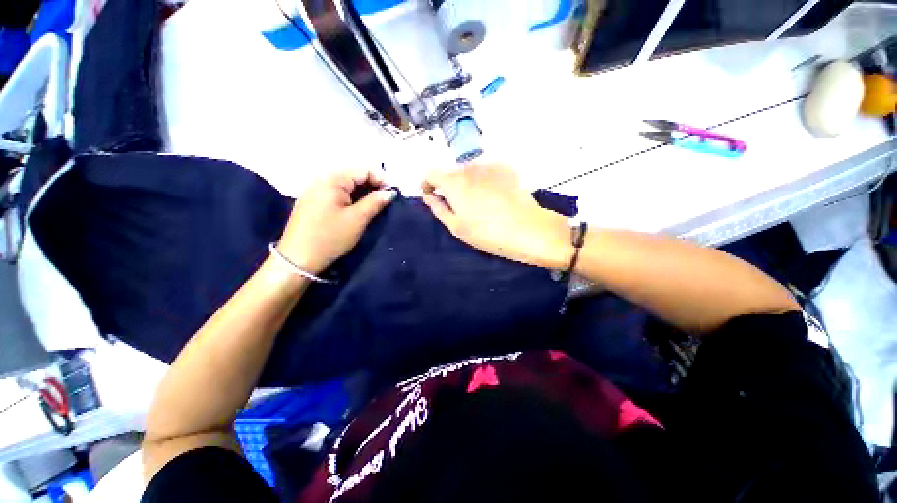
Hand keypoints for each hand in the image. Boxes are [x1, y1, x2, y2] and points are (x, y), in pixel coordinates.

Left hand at [277, 169, 395, 274]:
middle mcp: (321, 180)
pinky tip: (357, 208)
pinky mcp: (312, 202)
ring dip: (362, 192)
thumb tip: (390, 192)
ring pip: (345, 185)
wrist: (298, 259)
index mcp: (332, 180)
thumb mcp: (357, 219)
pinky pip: (336, 193)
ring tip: (375, 204)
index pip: (362, 170)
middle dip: (372, 185)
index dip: (381, 178)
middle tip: (386, 200)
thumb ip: (375, 202)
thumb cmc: (330, 237)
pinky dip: (351, 198)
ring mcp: (314, 191)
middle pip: (353, 176)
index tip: (394, 193)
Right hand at [421, 164, 570, 268]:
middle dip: (449, 186)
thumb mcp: (456, 227)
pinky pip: (486, 171)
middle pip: (451, 172)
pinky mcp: (506, 168)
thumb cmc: (487, 233)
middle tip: (459, 207)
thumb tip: (428, 196)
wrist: (528, 229)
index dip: (427, 183)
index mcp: (454, 182)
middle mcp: (469, 168)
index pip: (430, 173)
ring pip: (469, 171)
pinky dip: (483, 180)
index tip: (431, 195)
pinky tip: (494, 197)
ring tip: (479, 203)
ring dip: (467, 183)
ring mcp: (489, 166)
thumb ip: (438, 208)